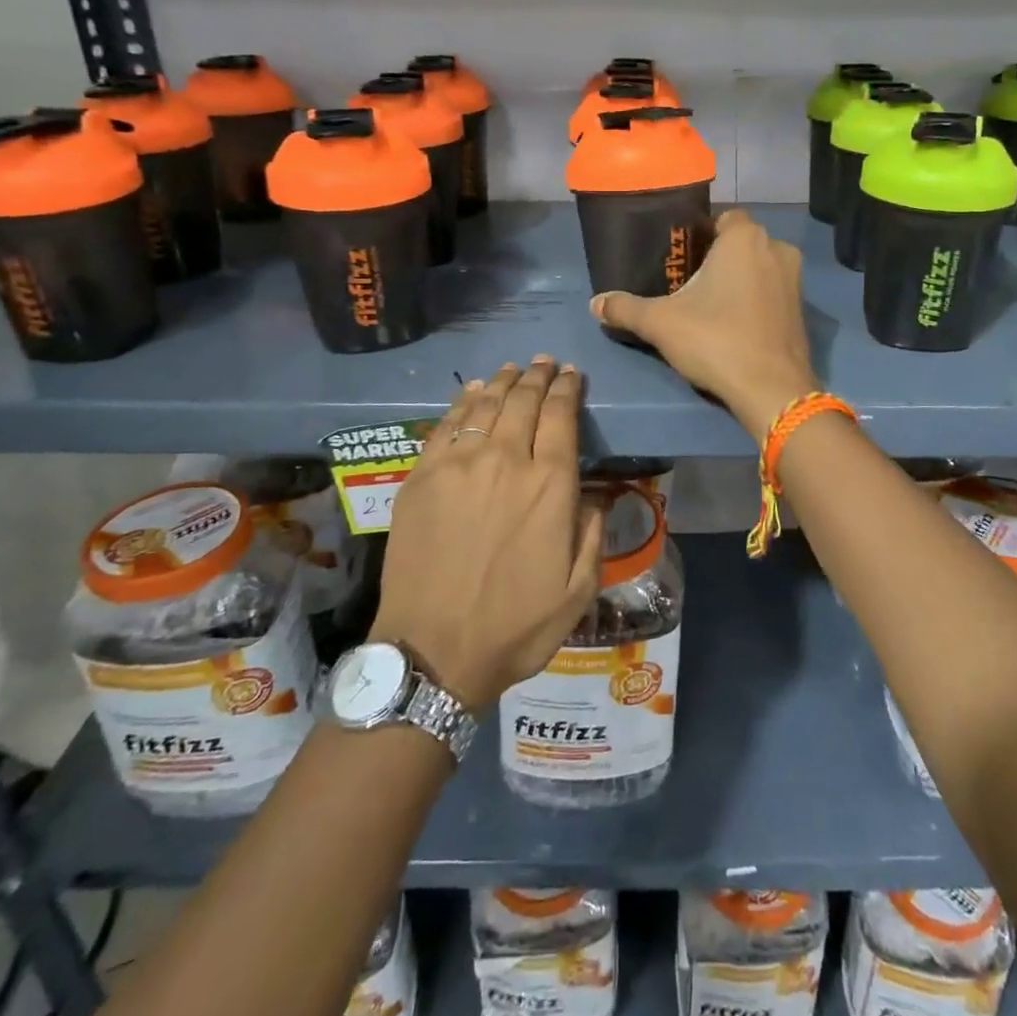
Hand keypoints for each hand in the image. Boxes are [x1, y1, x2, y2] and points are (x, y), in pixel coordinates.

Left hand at [369, 357, 602, 711]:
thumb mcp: (578, 590)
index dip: (568, 389)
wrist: (433, 652)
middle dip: (538, 377)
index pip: (561, 416)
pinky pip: (445, 426)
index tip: (572, 375)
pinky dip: (462, 403)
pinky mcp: (421, 477)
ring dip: (502, 383)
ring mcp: (457, 465)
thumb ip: (593, 534)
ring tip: (513, 370)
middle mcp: (505, 461)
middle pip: (523, 401)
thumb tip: (595, 495)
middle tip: (545, 363)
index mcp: (549, 485)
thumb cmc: (515, 626)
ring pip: (484, 406)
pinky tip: (471, 393)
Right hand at [590, 209, 817, 438]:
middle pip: (739, 243)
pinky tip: (733, 324)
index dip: (700, 234)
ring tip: (708, 305)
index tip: (679, 258)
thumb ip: (625, 309)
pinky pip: (772, 292)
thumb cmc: (716, 340)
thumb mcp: (661, 323)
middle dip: (717, 258)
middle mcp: (776, 248)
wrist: (771, 389)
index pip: (722, 218)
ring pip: (758, 268)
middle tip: (687, 283)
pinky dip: (755, 300)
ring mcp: (795, 280)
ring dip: (737, 279)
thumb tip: (595, 304)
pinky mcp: (802, 310)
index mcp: (745, 238)